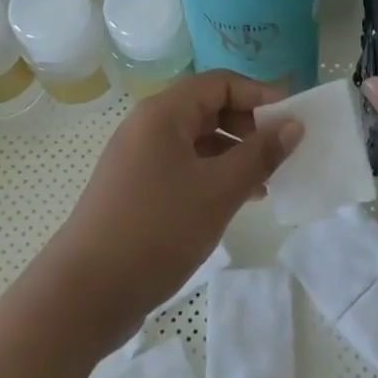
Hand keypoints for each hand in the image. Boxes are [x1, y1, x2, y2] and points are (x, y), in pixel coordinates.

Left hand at [44, 70, 302, 346]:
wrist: (84, 294)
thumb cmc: (156, 229)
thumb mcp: (218, 191)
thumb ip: (260, 154)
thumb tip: (294, 125)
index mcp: (164, 113)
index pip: (220, 83)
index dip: (259, 95)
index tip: (292, 121)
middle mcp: (148, 126)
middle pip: (208, 108)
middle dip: (248, 126)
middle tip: (281, 154)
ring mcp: (138, 158)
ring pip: (197, 141)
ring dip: (233, 154)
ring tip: (265, 182)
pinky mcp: (136, 189)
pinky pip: (183, 167)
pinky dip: (212, 175)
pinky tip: (234, 202)